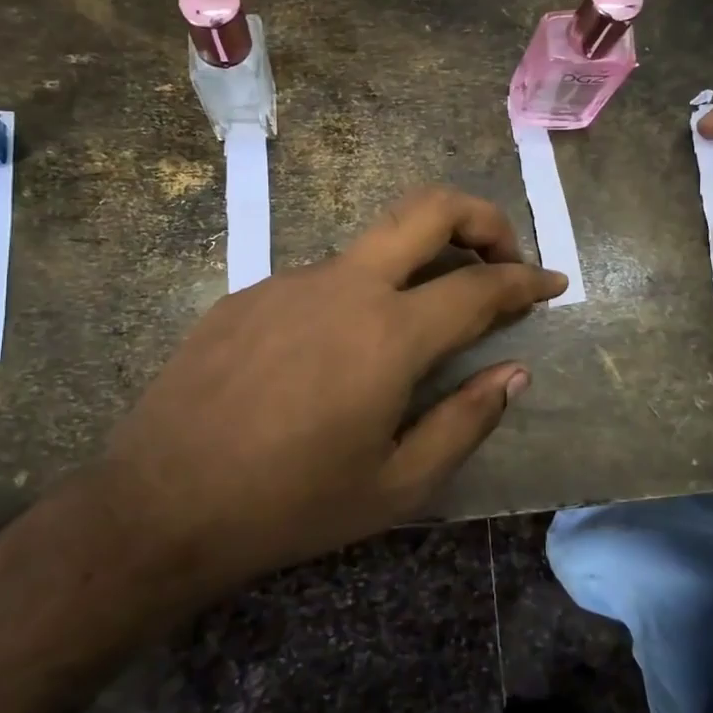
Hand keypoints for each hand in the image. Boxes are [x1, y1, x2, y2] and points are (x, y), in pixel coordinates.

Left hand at [106, 186, 566, 578]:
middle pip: (429, 208)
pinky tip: (337, 354)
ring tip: (420, 323)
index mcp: (389, 334)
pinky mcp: (250, 292)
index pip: (481, 287)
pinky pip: (323, 279)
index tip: (552, 283)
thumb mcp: (397, 484)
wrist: (160, 504)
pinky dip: (358, 296)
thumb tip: (514, 372)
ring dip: (416, 264)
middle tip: (503, 258)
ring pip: (374, 245)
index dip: (527, 281)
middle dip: (482, 218)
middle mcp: (345, 286)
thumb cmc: (291, 505)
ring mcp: (291, 280)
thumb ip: (466, 419)